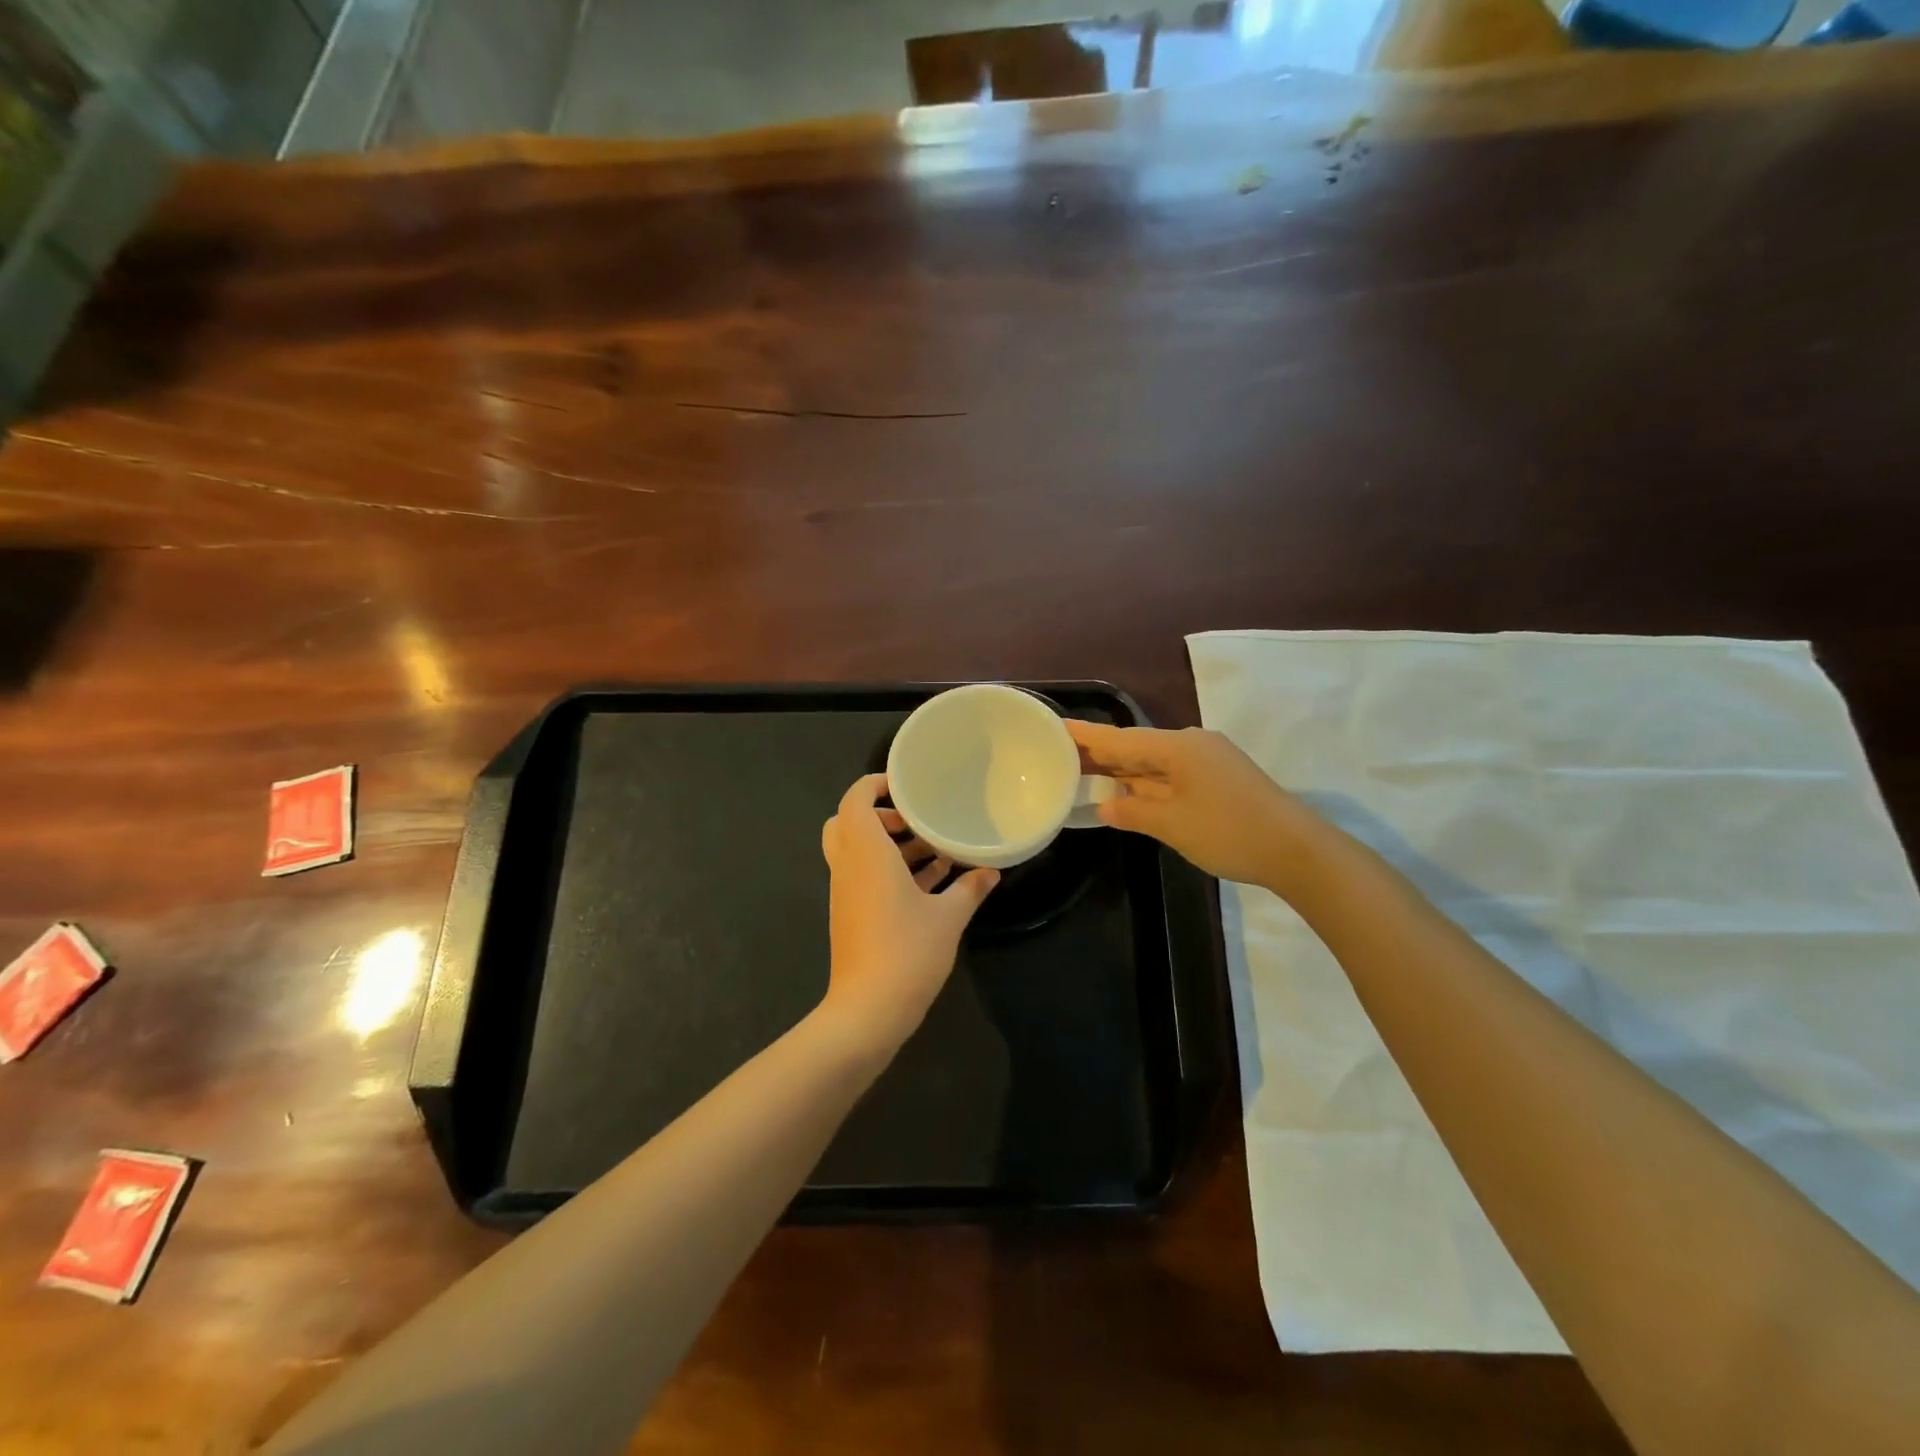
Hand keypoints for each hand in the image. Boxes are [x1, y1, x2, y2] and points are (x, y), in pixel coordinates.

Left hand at [819, 773, 998, 1054]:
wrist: (868, 1010)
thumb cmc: (907, 951)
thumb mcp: (949, 917)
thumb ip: (970, 888)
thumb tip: (992, 871)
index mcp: (865, 852)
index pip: (855, 799)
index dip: (875, 784)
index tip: (908, 785)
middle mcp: (848, 866)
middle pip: (849, 822)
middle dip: (882, 814)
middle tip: (918, 819)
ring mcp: (847, 892)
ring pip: (858, 851)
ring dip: (890, 844)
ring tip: (934, 847)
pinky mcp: (851, 914)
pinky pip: (866, 876)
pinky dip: (890, 870)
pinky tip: (931, 881)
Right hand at [1066, 721, 1319, 889]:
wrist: (1298, 850)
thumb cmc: (1229, 832)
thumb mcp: (1172, 825)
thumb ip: (1133, 812)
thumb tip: (1105, 807)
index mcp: (1178, 747)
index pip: (1120, 739)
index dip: (1086, 736)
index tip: (1055, 727)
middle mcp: (1192, 745)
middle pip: (1136, 747)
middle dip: (1101, 755)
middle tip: (1061, 757)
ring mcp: (1208, 761)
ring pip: (1154, 762)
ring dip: (1124, 771)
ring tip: (1085, 773)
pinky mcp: (1219, 779)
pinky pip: (1171, 775)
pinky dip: (1147, 783)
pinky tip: (1128, 792)